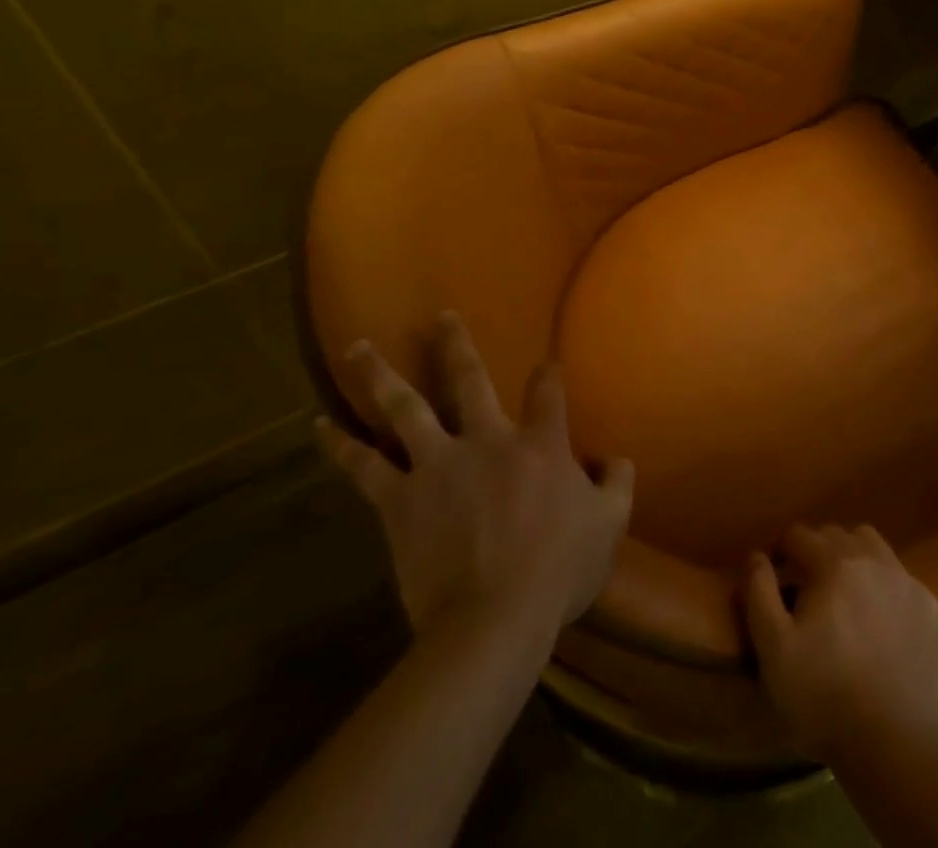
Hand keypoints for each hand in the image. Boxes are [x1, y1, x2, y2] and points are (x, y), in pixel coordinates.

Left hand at [318, 312, 633, 644]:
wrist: (493, 621)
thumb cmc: (559, 571)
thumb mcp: (611, 523)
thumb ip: (618, 482)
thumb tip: (614, 458)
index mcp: (541, 443)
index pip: (548, 390)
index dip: (548, 373)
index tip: (545, 365)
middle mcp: (488, 439)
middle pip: (468, 378)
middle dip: (455, 344)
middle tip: (438, 316)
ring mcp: (439, 464)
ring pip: (406, 407)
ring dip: (381, 374)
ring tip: (358, 347)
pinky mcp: (400, 500)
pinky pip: (365, 465)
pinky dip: (341, 444)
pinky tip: (320, 424)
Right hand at [743, 524, 937, 762]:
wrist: (892, 741)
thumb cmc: (823, 695)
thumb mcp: (774, 648)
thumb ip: (759, 593)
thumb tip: (756, 555)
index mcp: (832, 562)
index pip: (799, 534)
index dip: (782, 550)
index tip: (775, 575)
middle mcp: (871, 557)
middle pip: (836, 534)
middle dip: (816, 550)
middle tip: (806, 586)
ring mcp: (904, 578)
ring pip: (871, 544)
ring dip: (852, 555)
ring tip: (843, 591)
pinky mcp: (927, 604)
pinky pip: (899, 575)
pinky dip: (883, 582)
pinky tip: (878, 615)